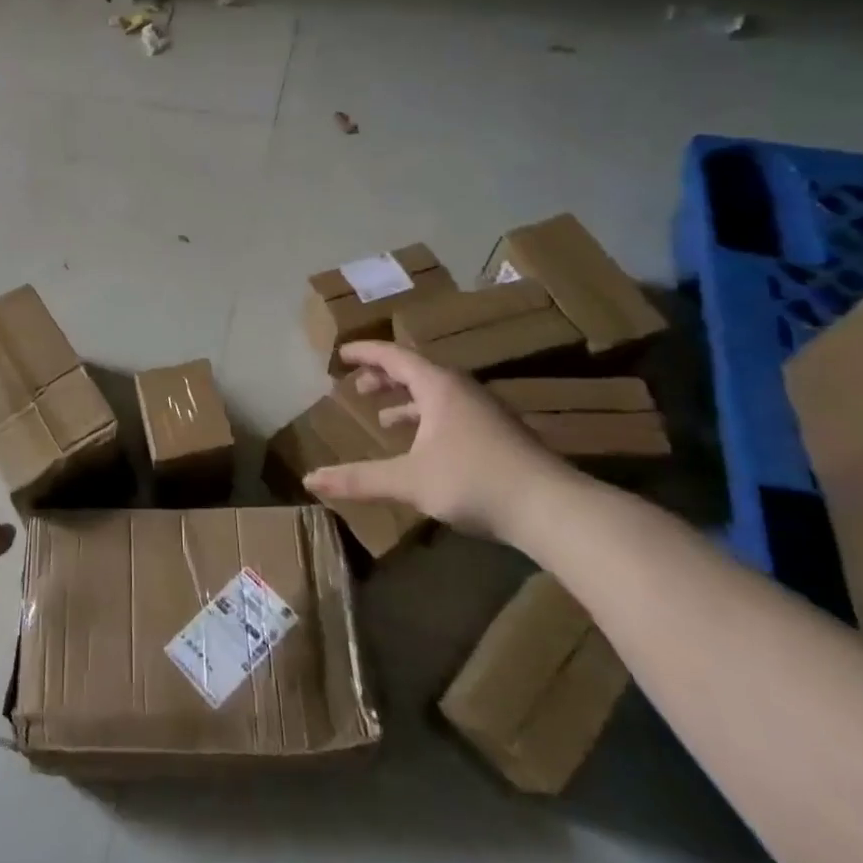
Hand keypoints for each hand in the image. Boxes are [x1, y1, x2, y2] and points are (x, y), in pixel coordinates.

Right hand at [303, 341, 579, 543]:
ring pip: (436, 393)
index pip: (394, 356)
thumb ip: (358, 479)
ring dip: (406, 399)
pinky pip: (451, 412)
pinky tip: (423, 445)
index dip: (365, 353)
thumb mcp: (409, 480)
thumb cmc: (475, 481)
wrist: (553, 509)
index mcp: (439, 387)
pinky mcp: (499, 435)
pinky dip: (427, 418)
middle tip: (358, 386)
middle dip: (383, 376)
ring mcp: (485, 412)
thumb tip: (309, 480)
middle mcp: (462, 390)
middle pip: (416, 371)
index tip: (341, 353)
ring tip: (383, 415)